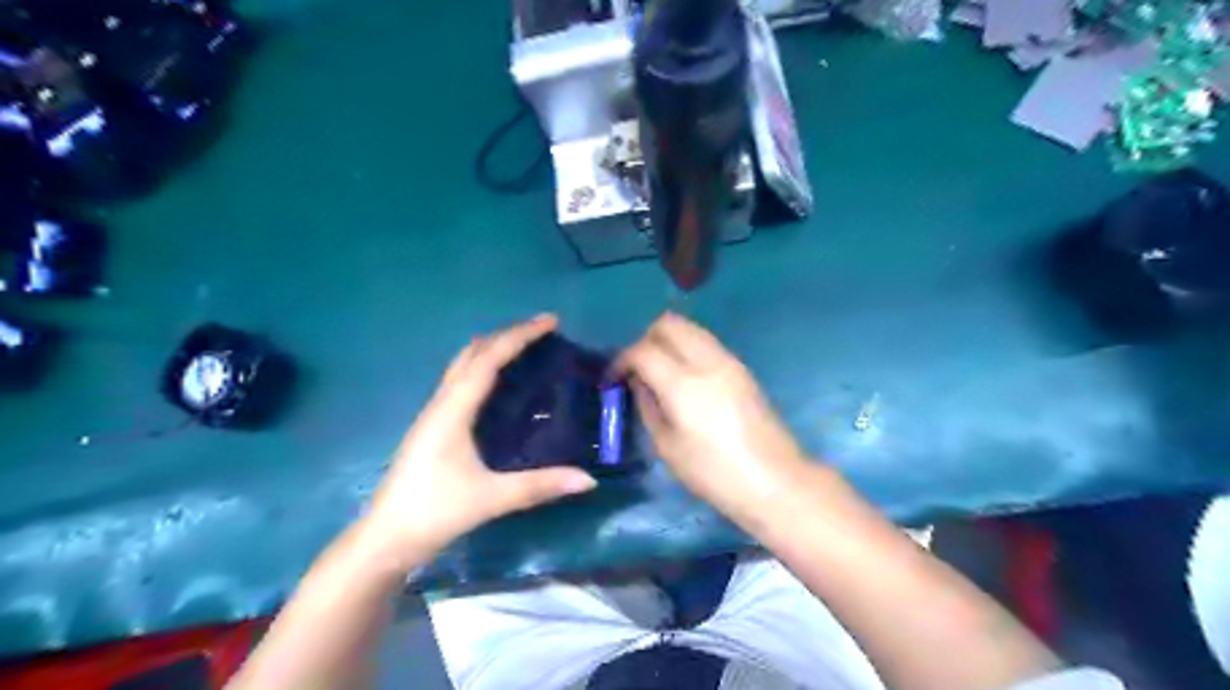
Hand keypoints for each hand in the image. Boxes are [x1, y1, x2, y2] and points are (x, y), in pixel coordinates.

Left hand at [364, 312, 596, 559]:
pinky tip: (499, 384)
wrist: (386, 538)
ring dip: (493, 349)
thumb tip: (588, 479)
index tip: (550, 321)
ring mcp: (433, 413)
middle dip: (507, 335)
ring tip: (525, 348)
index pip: (489, 360)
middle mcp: (441, 403)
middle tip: (542, 331)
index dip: (520, 336)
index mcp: (453, 410)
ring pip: (464, 365)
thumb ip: (540, 486)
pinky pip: (461, 381)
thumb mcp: (491, 498)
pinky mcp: (433, 426)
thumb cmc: (435, 512)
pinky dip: (484, 368)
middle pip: (473, 353)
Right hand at [620, 312, 815, 528]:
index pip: (643, 350)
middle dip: (646, 339)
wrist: (775, 481)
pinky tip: (683, 378)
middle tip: (637, 368)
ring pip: (691, 327)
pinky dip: (688, 349)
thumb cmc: (714, 473)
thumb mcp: (667, 447)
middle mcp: (708, 362)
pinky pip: (706, 343)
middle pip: (669, 324)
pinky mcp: (743, 369)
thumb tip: (638, 382)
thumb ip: (648, 406)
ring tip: (659, 371)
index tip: (613, 379)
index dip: (621, 360)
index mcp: (684, 384)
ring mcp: (730, 361)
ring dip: (669, 341)